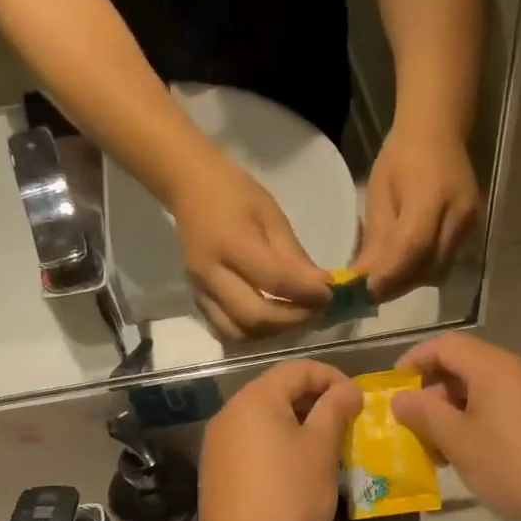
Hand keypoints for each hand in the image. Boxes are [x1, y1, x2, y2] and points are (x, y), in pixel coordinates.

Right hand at [172, 159, 329, 340]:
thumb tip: (321, 286)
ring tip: (294, 317)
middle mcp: (211, 274)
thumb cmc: (235, 194)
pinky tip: (271, 319)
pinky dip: (252, 332)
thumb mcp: (272, 216)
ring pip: (238, 333)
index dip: (308, 294)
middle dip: (293, 320)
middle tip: (316, 311)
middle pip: (255, 317)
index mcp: (231, 243)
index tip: (330, 294)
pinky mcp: (196, 299)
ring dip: (272, 332)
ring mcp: (199, 290)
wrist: (189, 187)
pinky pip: (225, 329)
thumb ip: (294, 256)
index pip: (276, 281)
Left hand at [196, 361, 362, 520]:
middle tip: (347, 422)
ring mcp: (219, 442)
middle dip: (316, 400)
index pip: (298, 369)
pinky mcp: (217, 469)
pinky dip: (279, 443)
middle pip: (278, 390)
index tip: (358, 401)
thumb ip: (335, 409)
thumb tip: (348, 389)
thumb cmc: (290, 496)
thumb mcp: (321, 449)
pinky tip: (298, 468)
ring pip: (265, 417)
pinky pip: (253, 441)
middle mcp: (230, 412)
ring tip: (327, 445)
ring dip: (299, 423)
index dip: (332, 377)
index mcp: (254, 399)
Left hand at [353, 128, 480, 301]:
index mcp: (432, 197)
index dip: (388, 275)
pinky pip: (445, 262)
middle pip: (428, 267)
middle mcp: (459, 216)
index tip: (363, 292)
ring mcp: (470, 226)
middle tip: (367, 294)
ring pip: (438, 271)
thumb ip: (376, 239)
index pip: (413, 247)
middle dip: (396, 285)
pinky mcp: (472, 231)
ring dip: (409, 282)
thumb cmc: (400, 157)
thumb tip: (363, 279)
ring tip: (383, 282)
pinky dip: (421, 271)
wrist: (438, 133)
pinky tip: (403, 268)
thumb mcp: (379, 194)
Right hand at [391, 333, 520, 520]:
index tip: (393, 389)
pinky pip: (504, 408)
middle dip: (433, 393)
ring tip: (438, 449)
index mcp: (495, 367)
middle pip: (465, 366)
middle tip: (413, 426)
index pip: (446, 345)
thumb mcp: (458, 441)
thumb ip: (424, 414)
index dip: (414, 361)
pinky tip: (470, 456)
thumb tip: (400, 398)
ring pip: (484, 391)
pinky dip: (479, 422)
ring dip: (454, 412)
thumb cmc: (512, 467)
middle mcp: (519, 371)